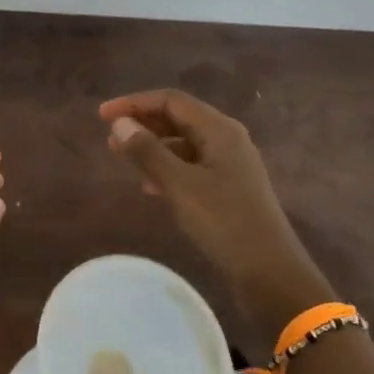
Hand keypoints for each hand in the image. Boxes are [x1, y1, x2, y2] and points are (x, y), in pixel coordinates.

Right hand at [101, 91, 328, 328]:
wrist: (270, 273)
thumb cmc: (224, 222)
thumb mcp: (180, 185)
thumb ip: (148, 152)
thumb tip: (120, 124)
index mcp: (220, 130)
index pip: (171, 100)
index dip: (134, 103)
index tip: (102, 115)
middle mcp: (227, 139)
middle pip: (178, 118)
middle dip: (142, 123)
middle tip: (110, 137)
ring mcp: (229, 165)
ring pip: (183, 143)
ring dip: (152, 147)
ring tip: (123, 158)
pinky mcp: (228, 188)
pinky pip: (191, 166)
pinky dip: (167, 168)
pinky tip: (150, 187)